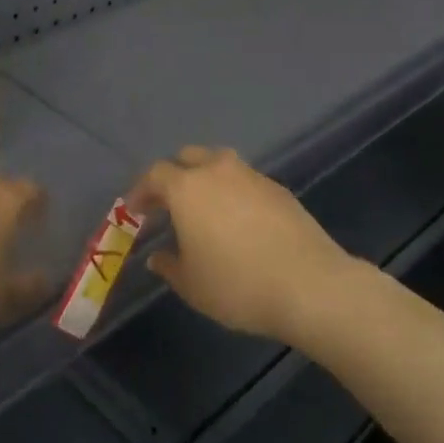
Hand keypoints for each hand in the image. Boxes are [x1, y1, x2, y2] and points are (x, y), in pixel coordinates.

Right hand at [128, 146, 353, 342]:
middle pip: (188, 157)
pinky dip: (233, 192)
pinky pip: (245, 181)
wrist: (309, 284)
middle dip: (173, 176)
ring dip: (205, 180)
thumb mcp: (192, 285)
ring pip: (219, 164)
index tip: (134, 211)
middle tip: (168, 204)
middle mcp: (217, 171)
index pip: (154, 175)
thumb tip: (158, 256)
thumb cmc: (237, 285)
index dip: (140, 191)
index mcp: (187, 188)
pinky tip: (238, 221)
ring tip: (204, 210)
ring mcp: (252, 175)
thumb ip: (169, 266)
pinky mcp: (278, 188)